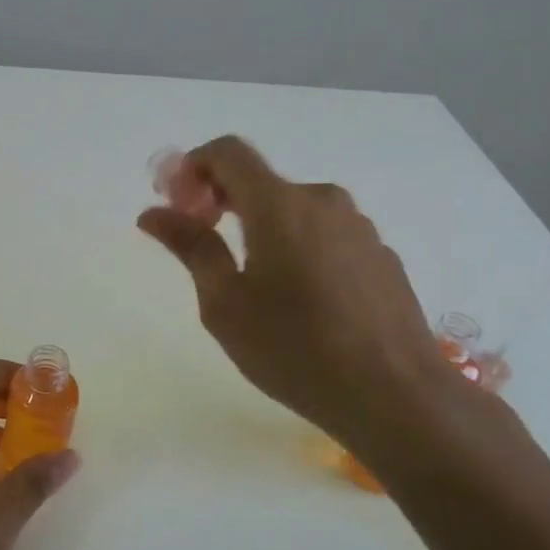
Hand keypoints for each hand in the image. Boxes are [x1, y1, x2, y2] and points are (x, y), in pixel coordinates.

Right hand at [137, 136, 462, 451]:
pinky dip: (298, 246)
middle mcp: (322, 201)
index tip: (176, 204)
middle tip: (201, 242)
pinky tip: (300, 299)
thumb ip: (191, 247)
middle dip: (221, 200)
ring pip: (294, 209)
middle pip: (260, 180)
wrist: (397, 396)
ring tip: (253, 281)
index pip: (228, 152)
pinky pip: (325, 234)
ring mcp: (359, 227)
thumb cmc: (295, 350)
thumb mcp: (225, 304)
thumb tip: (152, 214)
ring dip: (261, 225)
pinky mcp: (381, 255)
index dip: (192, 166)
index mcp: (279, 205)